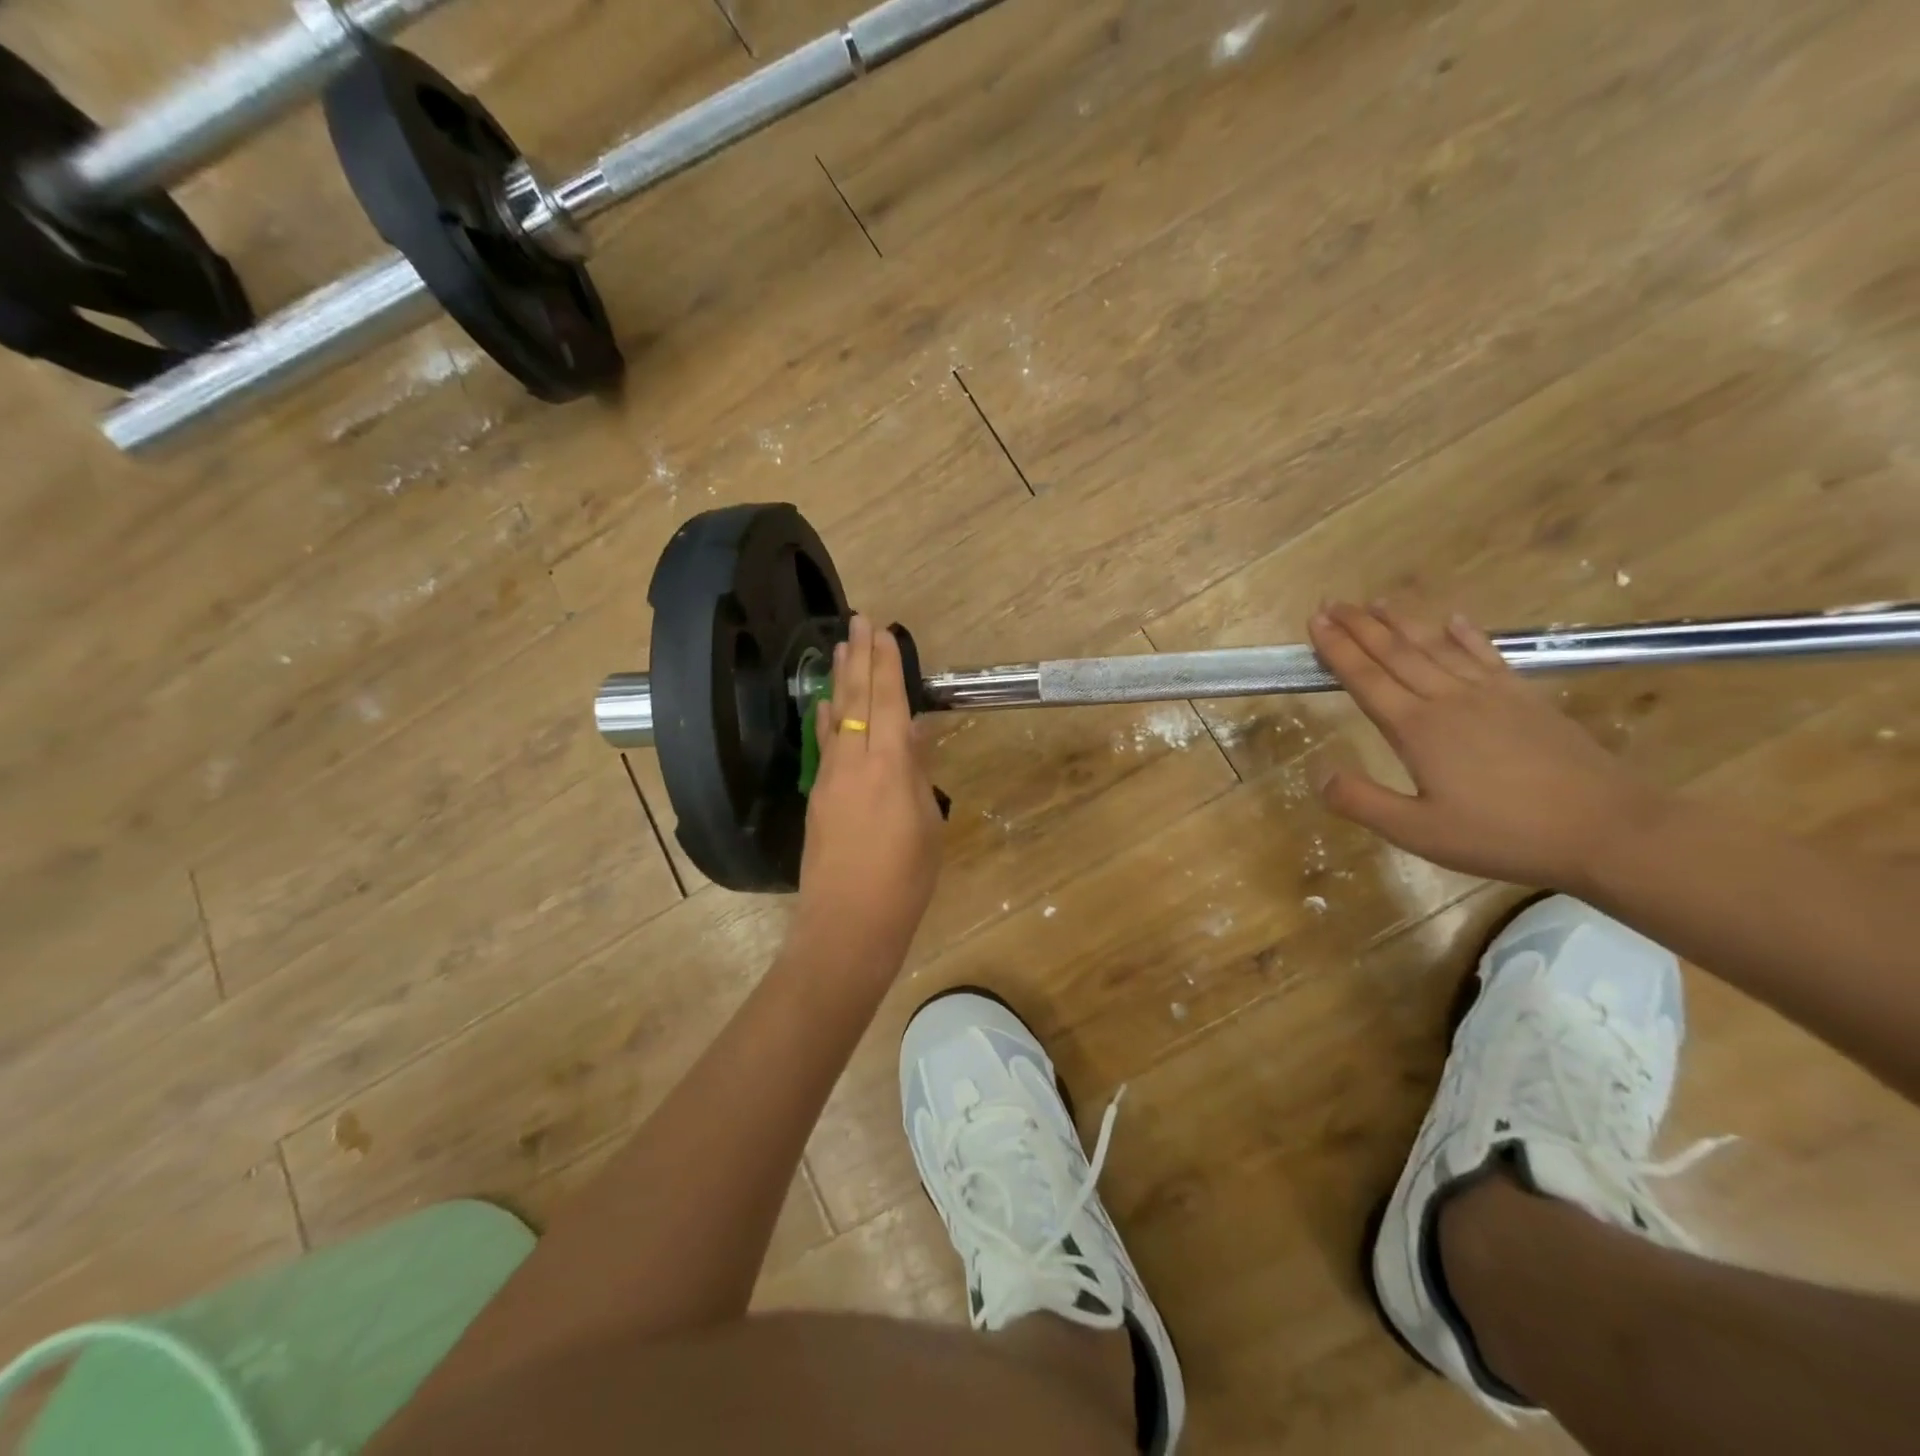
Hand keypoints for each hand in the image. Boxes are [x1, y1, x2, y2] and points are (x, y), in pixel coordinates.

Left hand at [794, 616, 945, 970]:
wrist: (848, 924)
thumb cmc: (904, 880)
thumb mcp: (926, 824)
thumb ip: (915, 773)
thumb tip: (908, 734)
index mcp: (888, 767)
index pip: (886, 702)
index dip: (885, 664)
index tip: (882, 630)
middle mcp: (853, 763)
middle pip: (856, 700)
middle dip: (859, 658)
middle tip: (858, 620)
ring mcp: (829, 779)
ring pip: (835, 718)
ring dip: (840, 680)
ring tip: (839, 647)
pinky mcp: (817, 797)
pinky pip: (824, 745)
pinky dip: (827, 718)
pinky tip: (826, 704)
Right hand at [1308, 602, 1669, 890]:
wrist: (1606, 829)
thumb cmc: (1503, 835)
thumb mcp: (1418, 832)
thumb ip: (1362, 802)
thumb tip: (1318, 773)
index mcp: (1416, 729)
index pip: (1365, 678)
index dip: (1337, 649)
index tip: (1315, 621)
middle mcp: (1448, 699)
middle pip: (1395, 653)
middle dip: (1360, 626)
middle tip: (1333, 602)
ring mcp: (1490, 694)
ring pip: (1435, 647)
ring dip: (1403, 623)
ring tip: (1377, 602)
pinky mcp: (1525, 698)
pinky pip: (1487, 655)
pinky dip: (1466, 635)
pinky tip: (1453, 620)